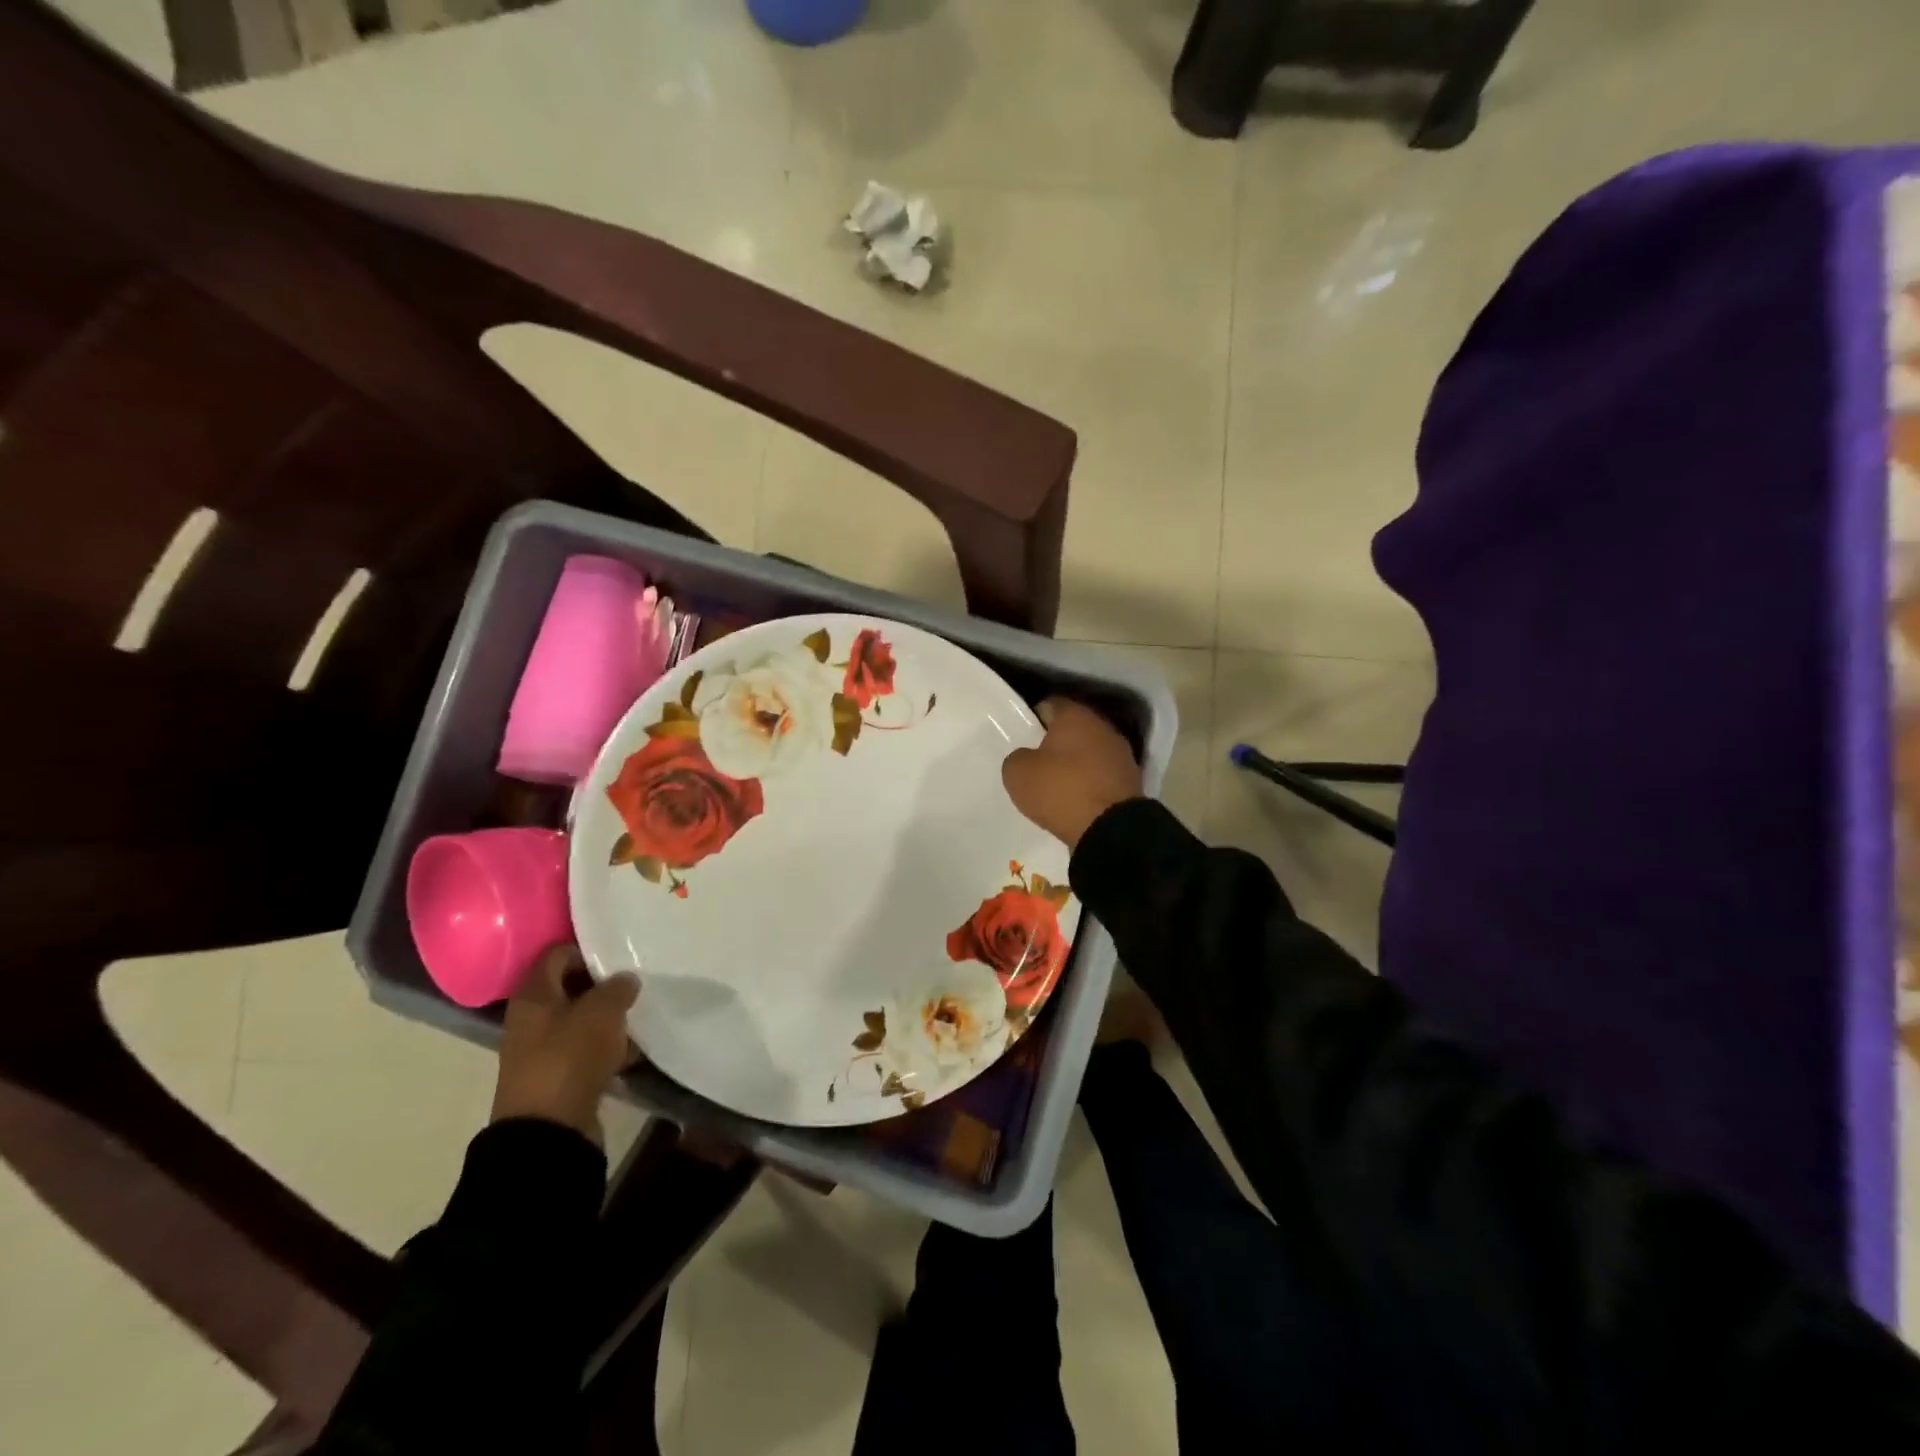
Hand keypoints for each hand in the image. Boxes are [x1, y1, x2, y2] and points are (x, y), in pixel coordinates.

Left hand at [491, 945, 639, 1145]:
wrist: (548, 1131)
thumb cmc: (570, 1057)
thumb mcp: (602, 1012)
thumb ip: (617, 988)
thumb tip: (625, 979)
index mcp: (533, 995)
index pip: (557, 955)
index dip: (587, 950)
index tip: (618, 956)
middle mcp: (531, 1019)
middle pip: (569, 988)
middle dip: (602, 986)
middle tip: (634, 984)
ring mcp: (541, 1050)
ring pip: (580, 1021)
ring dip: (608, 1019)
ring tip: (637, 1018)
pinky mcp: (557, 1077)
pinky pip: (585, 1051)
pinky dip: (607, 1049)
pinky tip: (631, 1052)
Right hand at [1001, 698, 1143, 851]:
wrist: (1111, 829)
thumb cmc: (1060, 790)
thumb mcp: (1018, 773)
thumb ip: (1018, 757)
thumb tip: (1026, 758)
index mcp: (1075, 715)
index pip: (1050, 704)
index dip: (1033, 718)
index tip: (1022, 736)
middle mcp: (1103, 726)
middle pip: (1073, 728)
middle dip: (1056, 741)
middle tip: (1036, 761)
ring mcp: (1121, 754)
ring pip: (1090, 751)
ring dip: (1076, 763)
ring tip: (1057, 784)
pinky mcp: (1131, 780)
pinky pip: (1102, 774)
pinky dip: (1090, 782)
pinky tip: (1077, 799)